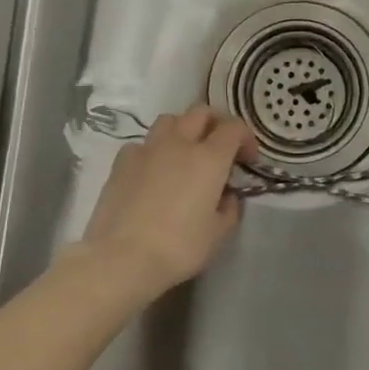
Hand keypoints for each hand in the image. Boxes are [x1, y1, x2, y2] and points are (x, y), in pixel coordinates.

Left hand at [81, 105, 255, 299]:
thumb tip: (226, 196)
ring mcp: (147, 149)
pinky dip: (153, 150)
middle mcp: (179, 143)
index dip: (246, 139)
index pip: (234, 128)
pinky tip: (152, 171)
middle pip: (201, 112)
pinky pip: (142, 143)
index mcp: (209, 158)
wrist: (121, 258)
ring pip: (169, 120)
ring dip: (183, 129)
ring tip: (184, 153)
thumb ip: (229, 209)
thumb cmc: (178, 247)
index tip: (247, 160)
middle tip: (219, 148)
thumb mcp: (218, 235)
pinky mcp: (122, 162)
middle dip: (216, 123)